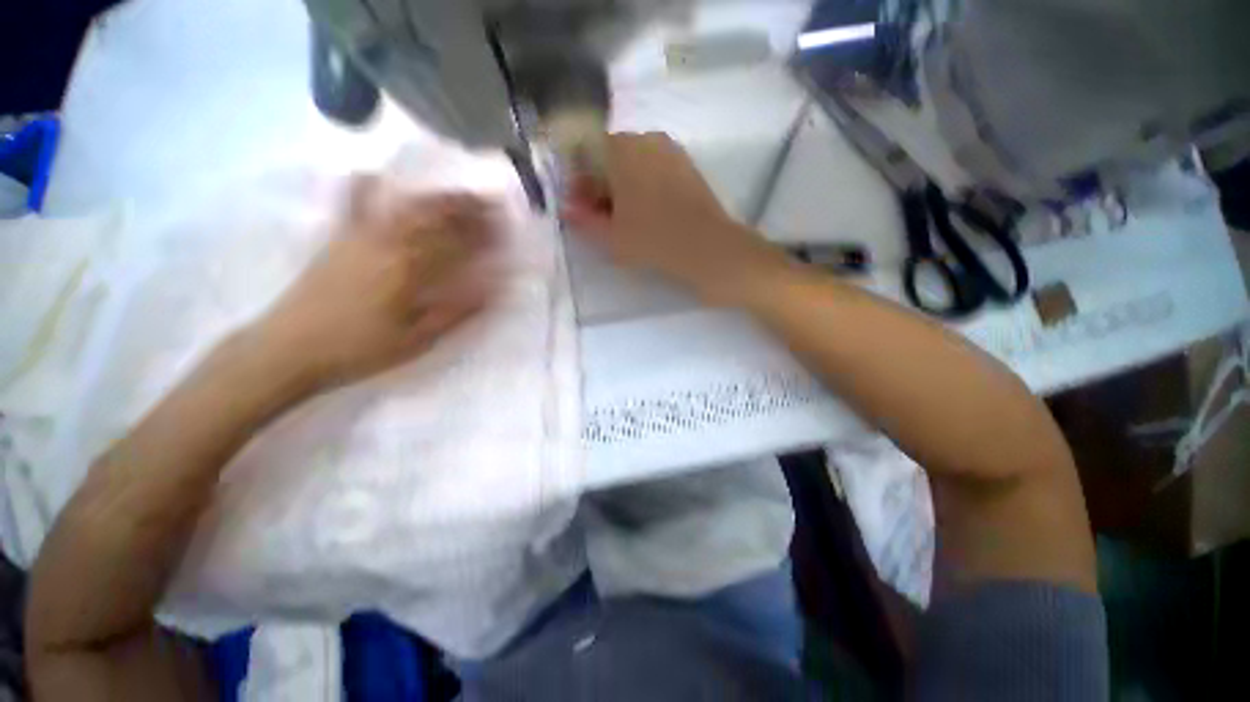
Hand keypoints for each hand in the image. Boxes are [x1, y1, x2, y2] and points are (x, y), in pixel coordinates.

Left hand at [253, 177, 498, 390]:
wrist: (289, 348)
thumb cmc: (360, 349)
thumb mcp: (417, 340)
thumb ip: (456, 312)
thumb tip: (491, 290)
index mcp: (410, 271)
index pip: (457, 244)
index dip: (484, 234)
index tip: (504, 227)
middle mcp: (387, 244)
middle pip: (434, 218)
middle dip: (466, 208)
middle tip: (489, 202)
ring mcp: (359, 237)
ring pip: (404, 208)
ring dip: (434, 198)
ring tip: (456, 193)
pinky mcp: (337, 238)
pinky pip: (351, 205)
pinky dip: (364, 187)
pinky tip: (375, 174)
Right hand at [563, 132, 788, 303]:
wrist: (708, 248)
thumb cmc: (653, 240)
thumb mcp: (610, 236)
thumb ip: (583, 220)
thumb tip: (567, 210)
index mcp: (621, 148)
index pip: (585, 155)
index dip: (579, 183)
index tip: (580, 209)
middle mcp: (646, 139)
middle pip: (611, 157)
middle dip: (600, 185)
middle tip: (600, 217)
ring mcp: (671, 151)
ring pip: (634, 164)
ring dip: (622, 187)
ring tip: (623, 220)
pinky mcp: (688, 167)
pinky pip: (655, 170)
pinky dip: (644, 187)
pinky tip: (647, 214)